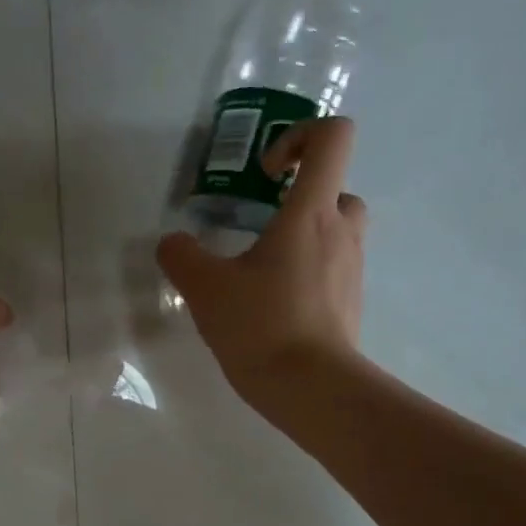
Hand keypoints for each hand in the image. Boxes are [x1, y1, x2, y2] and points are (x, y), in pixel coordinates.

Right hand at [157, 116, 366, 403]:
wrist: (310, 388)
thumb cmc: (261, 325)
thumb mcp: (205, 289)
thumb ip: (182, 257)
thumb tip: (173, 244)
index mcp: (310, 213)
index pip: (332, 137)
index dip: (299, 137)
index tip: (263, 174)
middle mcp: (341, 231)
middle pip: (336, 186)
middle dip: (299, 197)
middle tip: (260, 226)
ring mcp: (352, 269)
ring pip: (335, 230)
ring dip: (302, 236)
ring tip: (260, 270)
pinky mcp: (350, 302)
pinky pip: (332, 269)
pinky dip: (305, 273)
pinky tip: (271, 305)